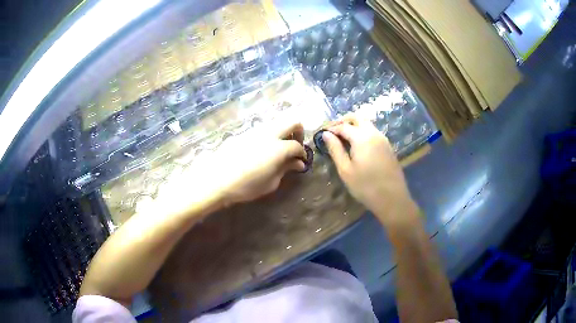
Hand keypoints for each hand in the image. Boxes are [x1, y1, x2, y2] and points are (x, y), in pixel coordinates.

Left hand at [184, 119, 306, 206]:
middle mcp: (270, 133)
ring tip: (278, 149)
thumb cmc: (246, 186)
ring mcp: (256, 131)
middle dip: (298, 132)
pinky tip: (262, 150)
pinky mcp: (244, 133)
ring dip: (283, 132)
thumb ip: (286, 169)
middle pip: (292, 122)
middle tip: (295, 146)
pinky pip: (263, 129)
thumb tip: (298, 163)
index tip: (301, 161)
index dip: (302, 153)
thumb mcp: (271, 182)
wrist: (216, 179)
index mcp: (279, 147)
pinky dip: (269, 136)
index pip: (297, 146)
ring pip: (276, 123)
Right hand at [323, 114, 416, 224]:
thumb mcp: (345, 170)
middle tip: (333, 132)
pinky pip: (373, 132)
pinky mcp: (388, 146)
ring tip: (343, 139)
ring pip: (367, 124)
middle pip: (357, 118)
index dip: (331, 128)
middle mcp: (374, 133)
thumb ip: (335, 149)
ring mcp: (383, 139)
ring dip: (354, 126)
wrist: (392, 198)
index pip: (343, 126)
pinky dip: (363, 133)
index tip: (322, 134)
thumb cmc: (365, 186)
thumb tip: (326, 134)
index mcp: (362, 137)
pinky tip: (358, 146)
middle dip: (344, 121)